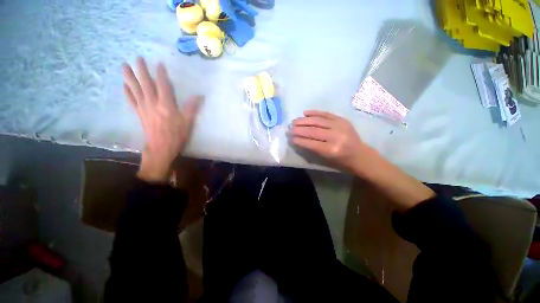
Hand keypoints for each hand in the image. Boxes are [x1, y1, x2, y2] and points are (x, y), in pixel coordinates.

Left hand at [123, 57, 203, 182]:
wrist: (161, 147)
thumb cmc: (176, 135)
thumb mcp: (188, 122)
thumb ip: (192, 107)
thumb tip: (200, 96)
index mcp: (166, 104)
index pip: (163, 85)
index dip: (161, 73)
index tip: (159, 63)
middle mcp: (152, 103)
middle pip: (145, 83)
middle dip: (141, 70)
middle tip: (137, 58)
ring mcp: (143, 107)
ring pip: (135, 89)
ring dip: (129, 77)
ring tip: (124, 65)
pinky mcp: (139, 113)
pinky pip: (131, 100)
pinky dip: (127, 92)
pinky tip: (124, 85)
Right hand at [291, 110, 434, 208]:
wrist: (361, 155)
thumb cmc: (342, 161)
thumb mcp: (326, 159)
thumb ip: (312, 149)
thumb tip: (298, 140)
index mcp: (332, 149)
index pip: (310, 143)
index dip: (299, 140)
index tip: (290, 137)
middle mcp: (336, 136)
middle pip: (313, 130)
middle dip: (299, 129)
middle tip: (290, 128)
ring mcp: (340, 126)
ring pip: (318, 121)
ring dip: (304, 120)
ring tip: (294, 121)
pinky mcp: (342, 120)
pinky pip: (326, 114)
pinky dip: (315, 113)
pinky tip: (305, 113)